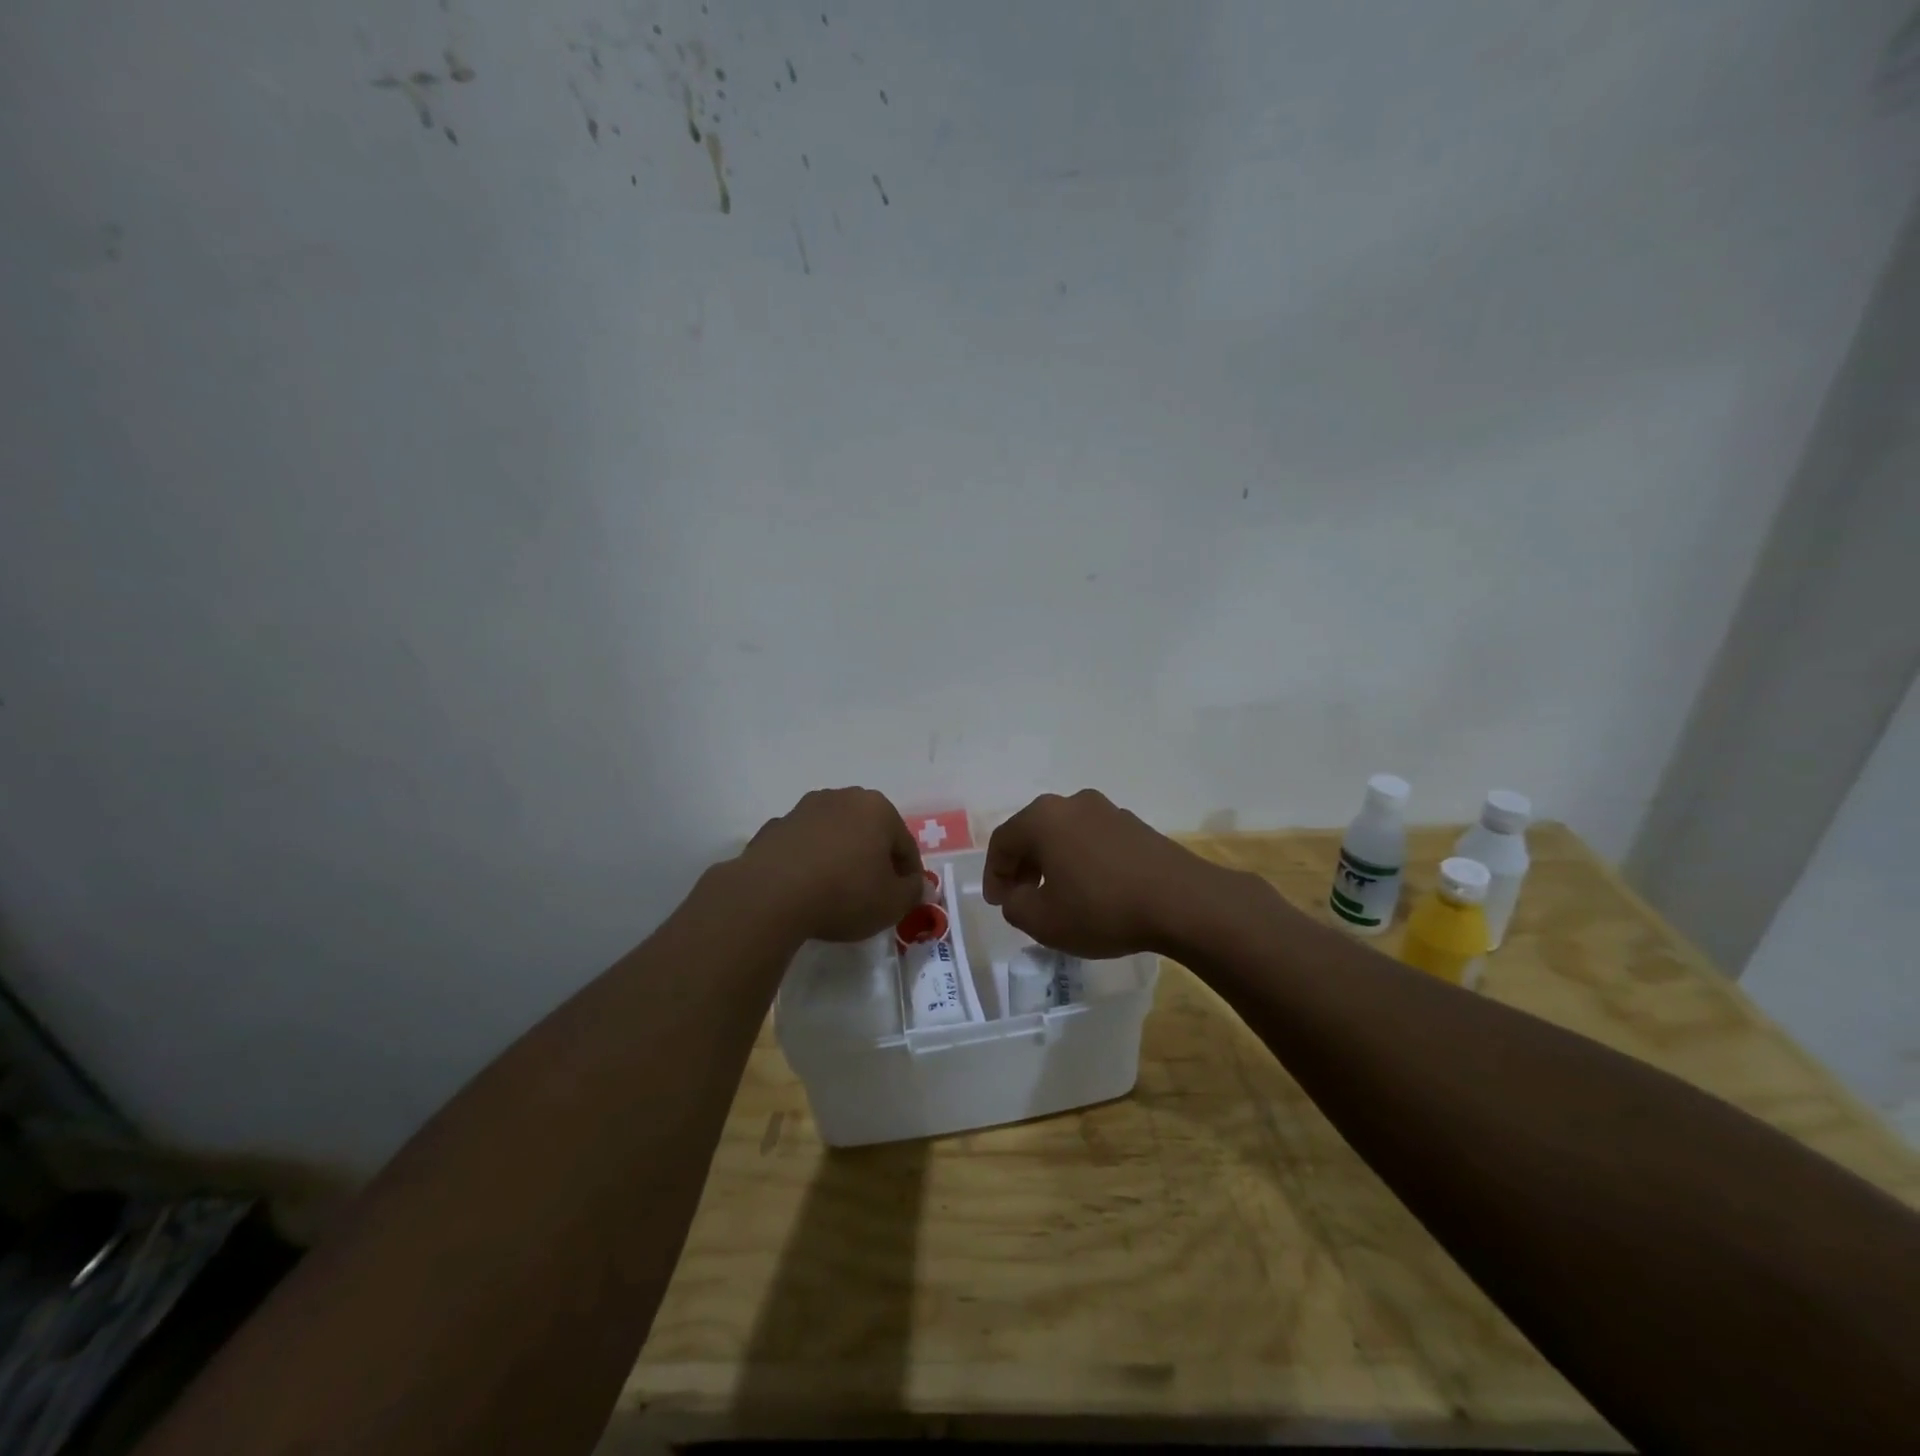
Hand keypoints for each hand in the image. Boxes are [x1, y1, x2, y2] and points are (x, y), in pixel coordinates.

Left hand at [739, 788, 925, 943]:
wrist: (770, 895)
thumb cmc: (844, 893)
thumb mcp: (891, 904)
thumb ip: (913, 892)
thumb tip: (920, 886)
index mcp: (877, 808)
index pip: (905, 844)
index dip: (909, 874)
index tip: (905, 898)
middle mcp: (842, 798)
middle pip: (870, 832)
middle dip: (875, 858)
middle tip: (874, 893)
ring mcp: (804, 809)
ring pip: (835, 834)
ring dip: (841, 856)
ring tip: (837, 891)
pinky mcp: (774, 827)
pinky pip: (804, 845)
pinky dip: (810, 861)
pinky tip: (807, 887)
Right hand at [982, 789, 1225, 956]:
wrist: (1182, 901)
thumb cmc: (1102, 908)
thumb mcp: (1043, 921)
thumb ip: (1015, 906)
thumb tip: (1018, 894)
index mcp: (1043, 818)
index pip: (1003, 841)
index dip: (994, 873)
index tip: (999, 903)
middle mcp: (1072, 803)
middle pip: (1033, 832)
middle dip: (1023, 865)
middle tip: (1022, 897)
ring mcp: (1108, 810)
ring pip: (1065, 834)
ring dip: (1053, 861)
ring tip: (1058, 895)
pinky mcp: (1135, 825)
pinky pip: (1093, 839)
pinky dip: (1082, 860)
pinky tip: (1092, 889)